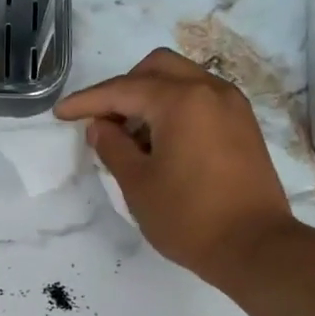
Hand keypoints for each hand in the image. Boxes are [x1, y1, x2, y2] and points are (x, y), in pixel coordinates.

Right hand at [55, 48, 297, 291]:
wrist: (253, 246)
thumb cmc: (188, 217)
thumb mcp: (138, 185)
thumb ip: (113, 147)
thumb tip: (100, 126)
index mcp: (181, 100)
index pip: (123, 89)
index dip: (87, 101)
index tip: (61, 113)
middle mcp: (210, 90)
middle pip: (157, 68)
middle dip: (123, 88)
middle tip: (102, 122)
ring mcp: (233, 106)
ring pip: (182, 80)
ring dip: (150, 98)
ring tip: (131, 138)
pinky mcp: (243, 126)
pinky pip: (201, 100)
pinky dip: (175, 109)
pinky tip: (161, 144)